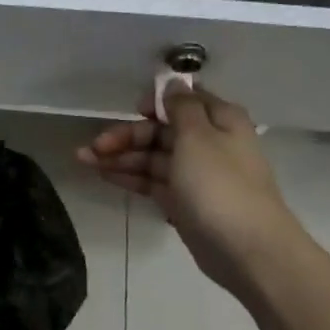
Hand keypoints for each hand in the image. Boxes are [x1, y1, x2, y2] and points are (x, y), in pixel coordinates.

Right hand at [77, 84, 289, 295]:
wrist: (245, 248)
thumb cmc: (219, 185)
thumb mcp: (198, 136)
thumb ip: (181, 107)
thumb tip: (175, 82)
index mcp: (218, 120)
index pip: (183, 100)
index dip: (155, 102)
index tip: (131, 109)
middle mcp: (208, 143)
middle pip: (161, 131)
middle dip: (127, 135)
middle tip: (94, 146)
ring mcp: (194, 175)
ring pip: (152, 158)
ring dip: (120, 157)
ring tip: (84, 160)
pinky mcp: (183, 202)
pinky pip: (152, 182)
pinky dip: (130, 177)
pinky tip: (104, 175)